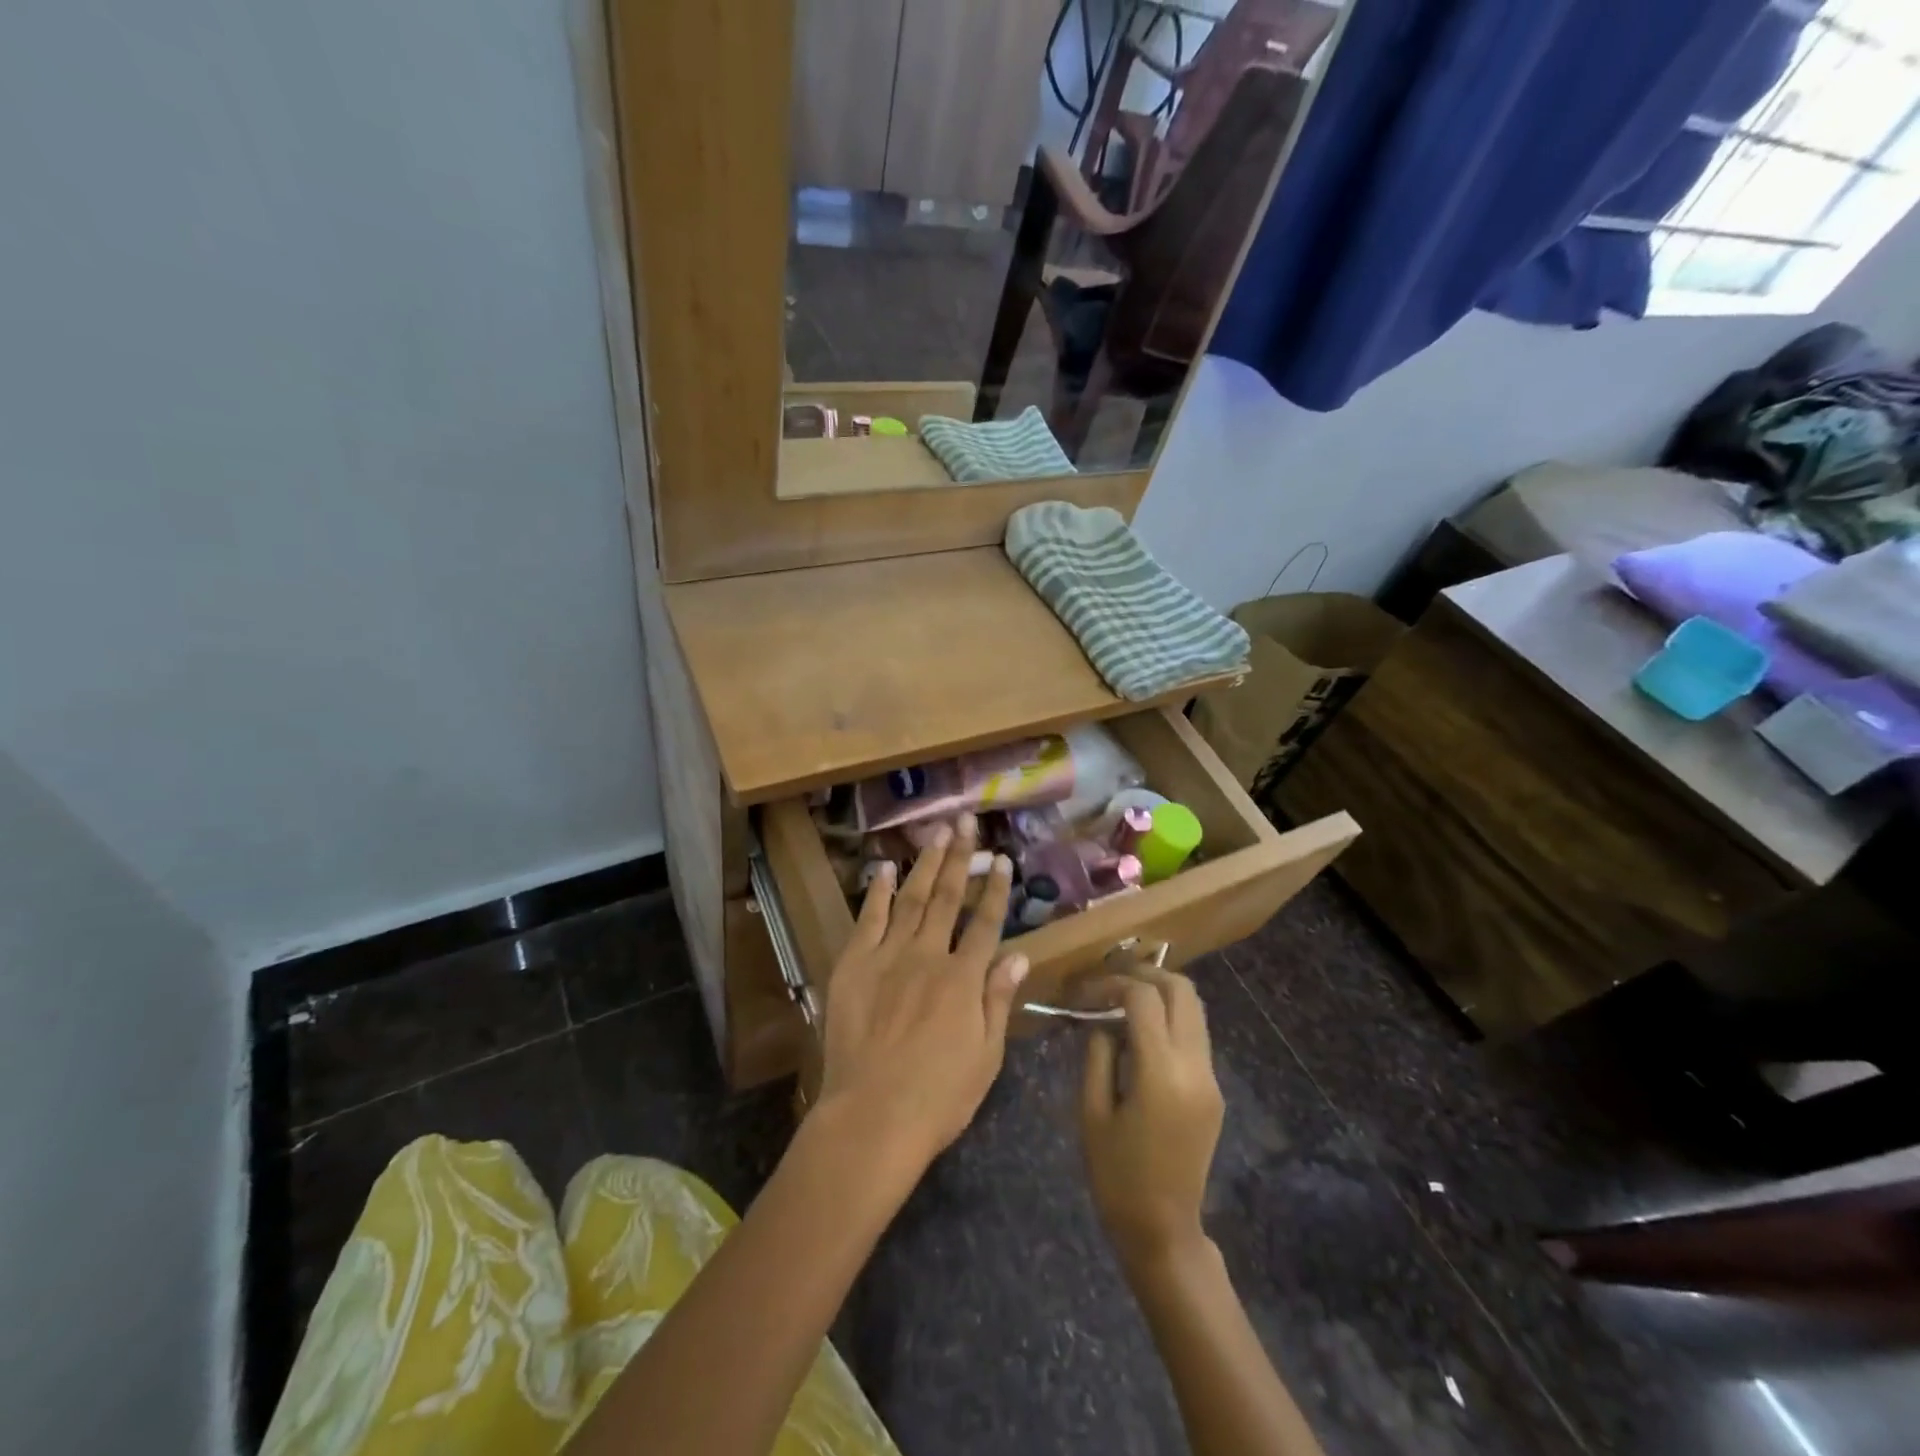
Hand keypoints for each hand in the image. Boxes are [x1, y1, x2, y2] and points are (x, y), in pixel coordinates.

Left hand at [816, 814, 1029, 1176]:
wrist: (871, 1117)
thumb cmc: (938, 1097)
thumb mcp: (985, 1057)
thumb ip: (999, 1001)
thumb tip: (1020, 957)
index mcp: (964, 979)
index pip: (985, 923)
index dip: (996, 890)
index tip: (1002, 859)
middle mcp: (928, 956)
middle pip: (949, 898)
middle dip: (961, 857)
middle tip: (967, 822)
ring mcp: (888, 957)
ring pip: (912, 899)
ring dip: (926, 864)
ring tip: (937, 832)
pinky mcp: (854, 965)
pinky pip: (869, 920)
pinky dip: (879, 892)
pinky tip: (887, 869)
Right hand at [1081, 968, 1224, 1267]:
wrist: (1163, 1230)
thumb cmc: (1116, 1175)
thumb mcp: (1091, 1111)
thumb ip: (1097, 1054)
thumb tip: (1103, 1020)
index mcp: (1162, 1073)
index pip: (1144, 998)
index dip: (1113, 983)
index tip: (1086, 992)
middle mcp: (1195, 1067)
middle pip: (1182, 990)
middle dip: (1145, 974)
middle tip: (1111, 981)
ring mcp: (1210, 1078)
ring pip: (1194, 1009)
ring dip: (1160, 994)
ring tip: (1122, 1001)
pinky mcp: (1213, 1090)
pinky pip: (1195, 1035)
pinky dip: (1169, 1019)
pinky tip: (1139, 1033)